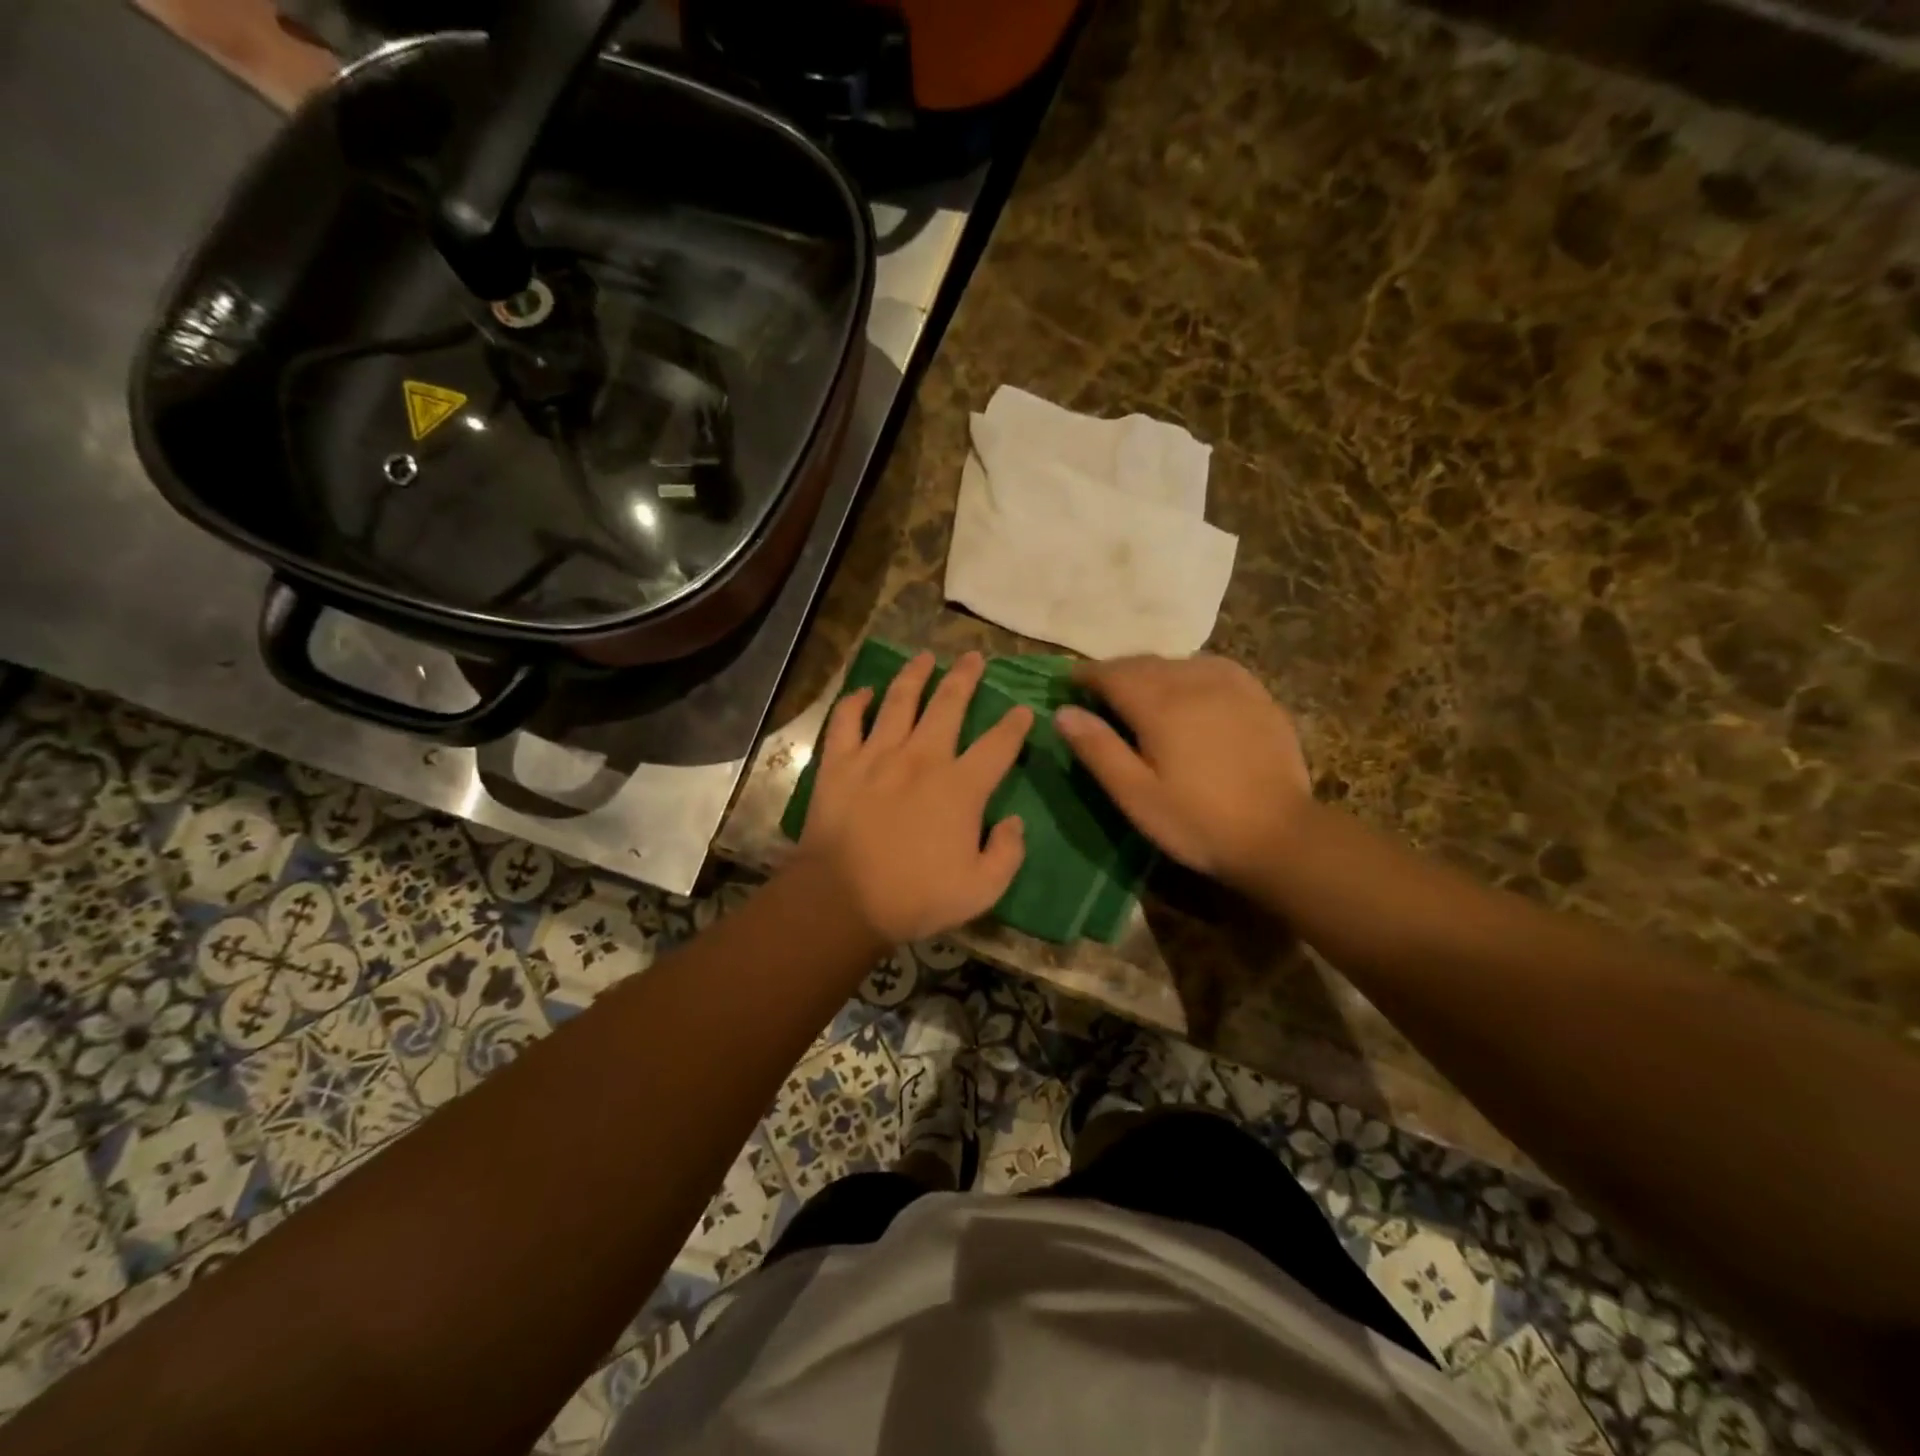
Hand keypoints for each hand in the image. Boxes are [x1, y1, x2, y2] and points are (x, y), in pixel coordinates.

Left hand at [801, 650, 1033, 944]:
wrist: (842, 899)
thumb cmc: (915, 897)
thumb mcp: (981, 890)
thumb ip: (1007, 853)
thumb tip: (1012, 822)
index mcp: (960, 786)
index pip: (998, 745)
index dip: (1015, 725)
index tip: (1024, 710)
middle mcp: (922, 757)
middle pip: (948, 704)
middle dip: (965, 677)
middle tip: (974, 656)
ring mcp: (877, 755)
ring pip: (899, 700)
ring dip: (914, 675)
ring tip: (924, 656)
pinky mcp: (840, 764)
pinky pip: (846, 721)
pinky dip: (855, 702)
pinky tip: (864, 692)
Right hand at [1053, 655, 1310, 888]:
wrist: (1280, 835)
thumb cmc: (1197, 821)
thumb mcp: (1136, 795)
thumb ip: (1098, 749)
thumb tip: (1062, 711)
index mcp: (1159, 704)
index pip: (1112, 673)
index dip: (1086, 675)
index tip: (1068, 682)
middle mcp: (1193, 681)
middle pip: (1144, 663)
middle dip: (1116, 672)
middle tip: (1099, 690)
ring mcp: (1231, 685)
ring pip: (1178, 662)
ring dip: (1152, 671)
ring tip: (1141, 691)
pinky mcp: (1258, 696)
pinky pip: (1212, 668)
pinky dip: (1188, 672)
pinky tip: (1189, 690)